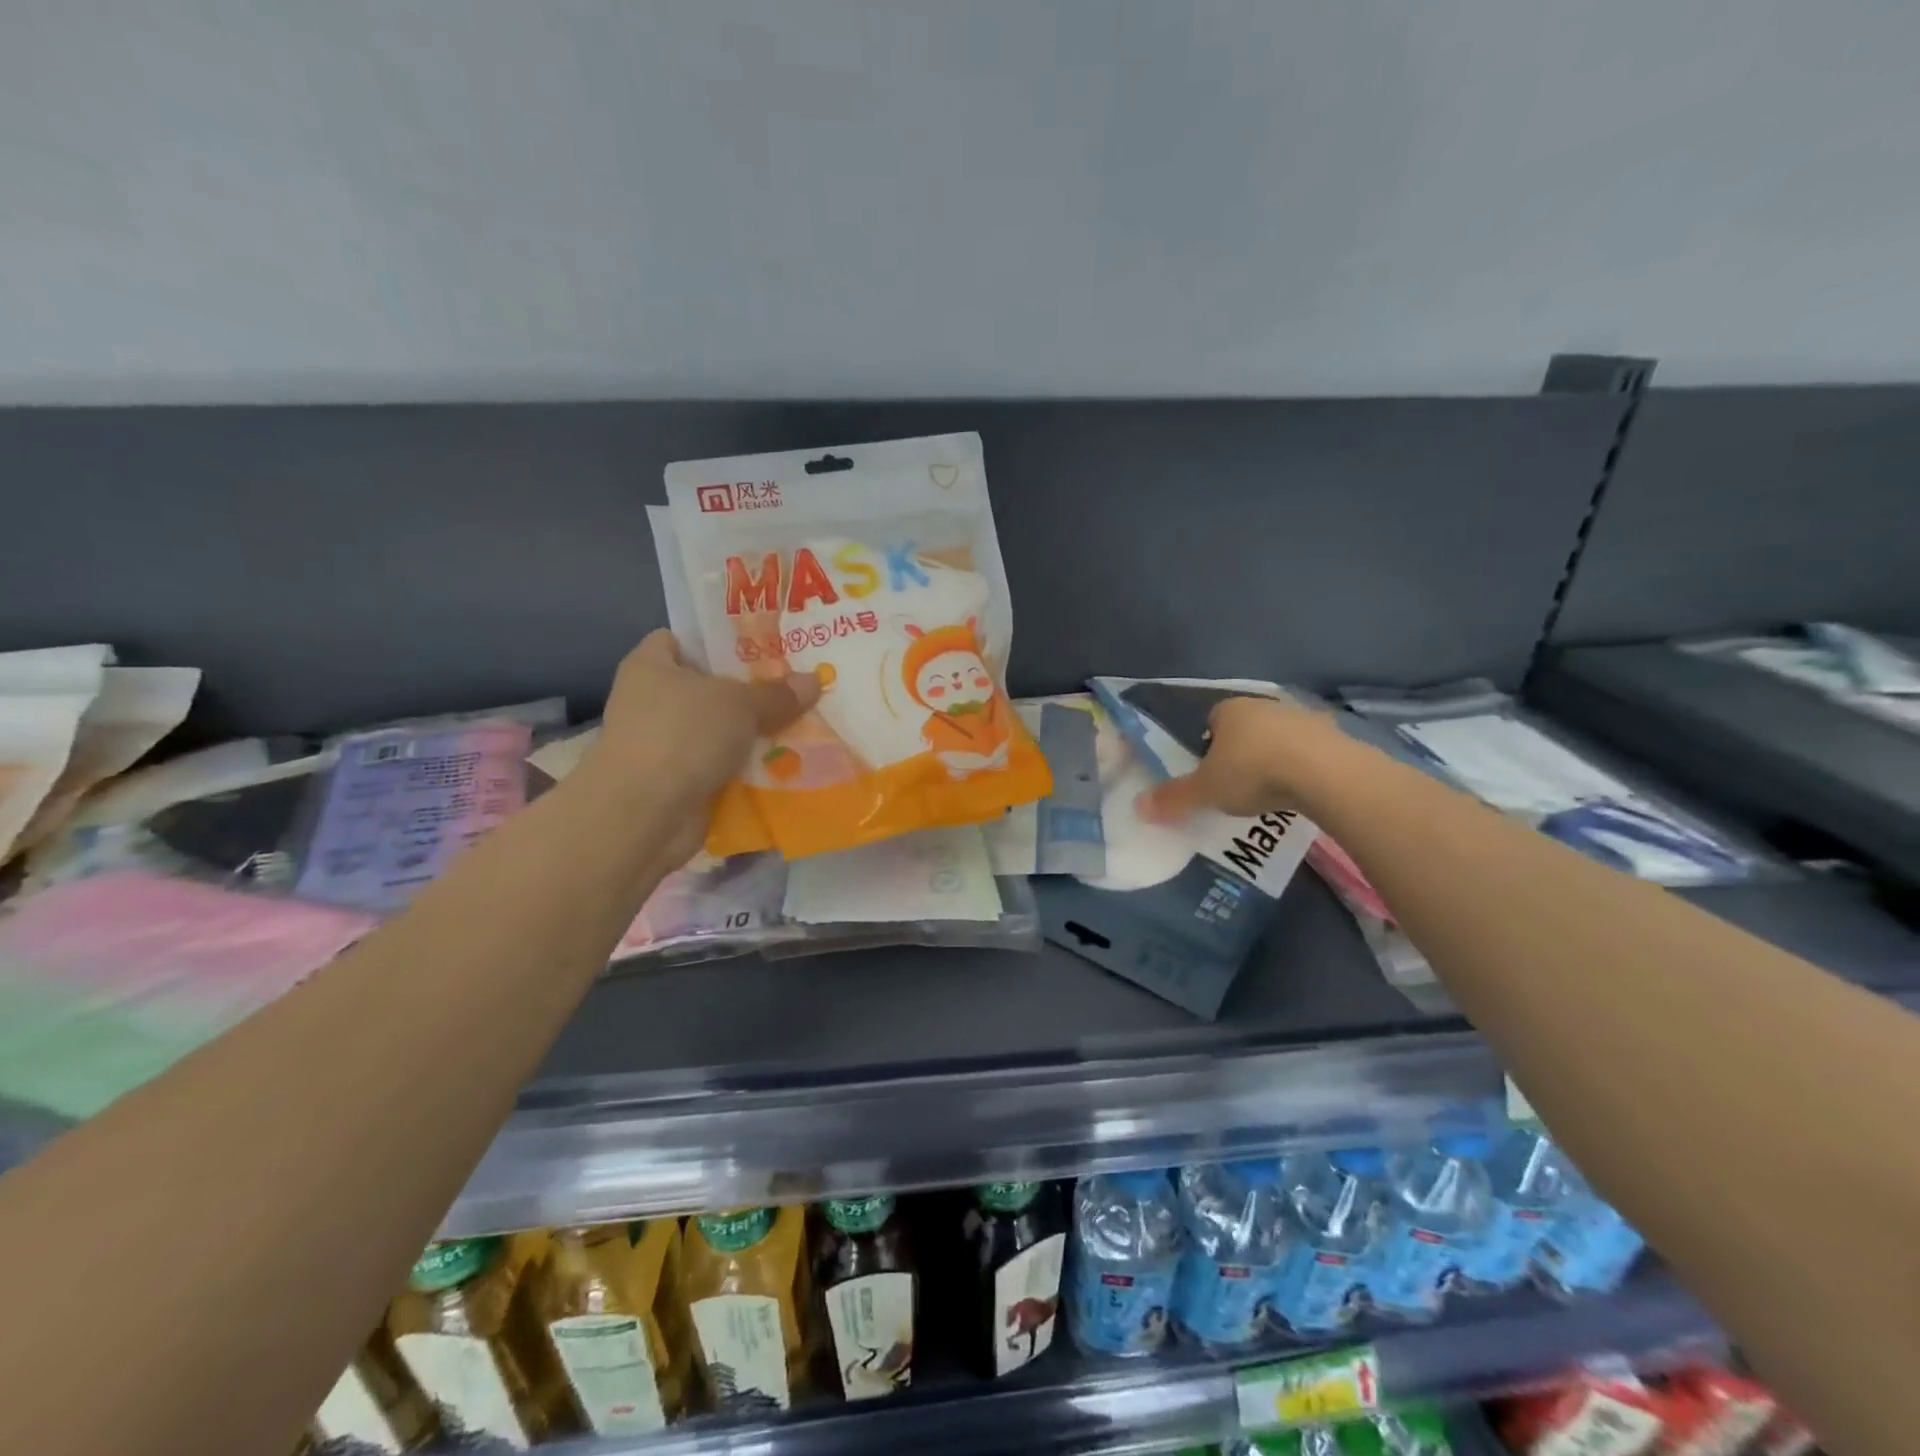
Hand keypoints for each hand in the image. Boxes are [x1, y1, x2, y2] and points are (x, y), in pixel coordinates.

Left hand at [584, 630, 818, 858]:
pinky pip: (721, 767)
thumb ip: (777, 693)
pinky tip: (787, 764)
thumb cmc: (684, 735)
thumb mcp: (740, 704)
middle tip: (795, 687)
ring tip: (801, 724)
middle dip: (749, 692)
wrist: (645, 814)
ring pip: (719, 731)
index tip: (763, 648)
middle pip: (709, 688)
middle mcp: (651, 701)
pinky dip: (747, 769)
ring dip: (753, 734)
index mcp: (651, 666)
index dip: (719, 642)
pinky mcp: (677, 782)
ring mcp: (663, 745)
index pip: (682, 640)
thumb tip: (815, 680)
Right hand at [1137, 693, 1351, 821]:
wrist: (1325, 773)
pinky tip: (1301, 789)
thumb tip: (1137, 807)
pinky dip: (1303, 766)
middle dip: (1241, 751)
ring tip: (1272, 790)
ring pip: (1278, 737)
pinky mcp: (1333, 735)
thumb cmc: (1253, 772)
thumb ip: (1174, 797)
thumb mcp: (1206, 790)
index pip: (1211, 721)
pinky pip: (1309, 750)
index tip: (1211, 773)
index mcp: (1228, 710)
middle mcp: (1264, 705)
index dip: (1208, 746)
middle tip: (1238, 784)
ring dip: (1274, 757)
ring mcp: (1302, 717)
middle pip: (1245, 727)